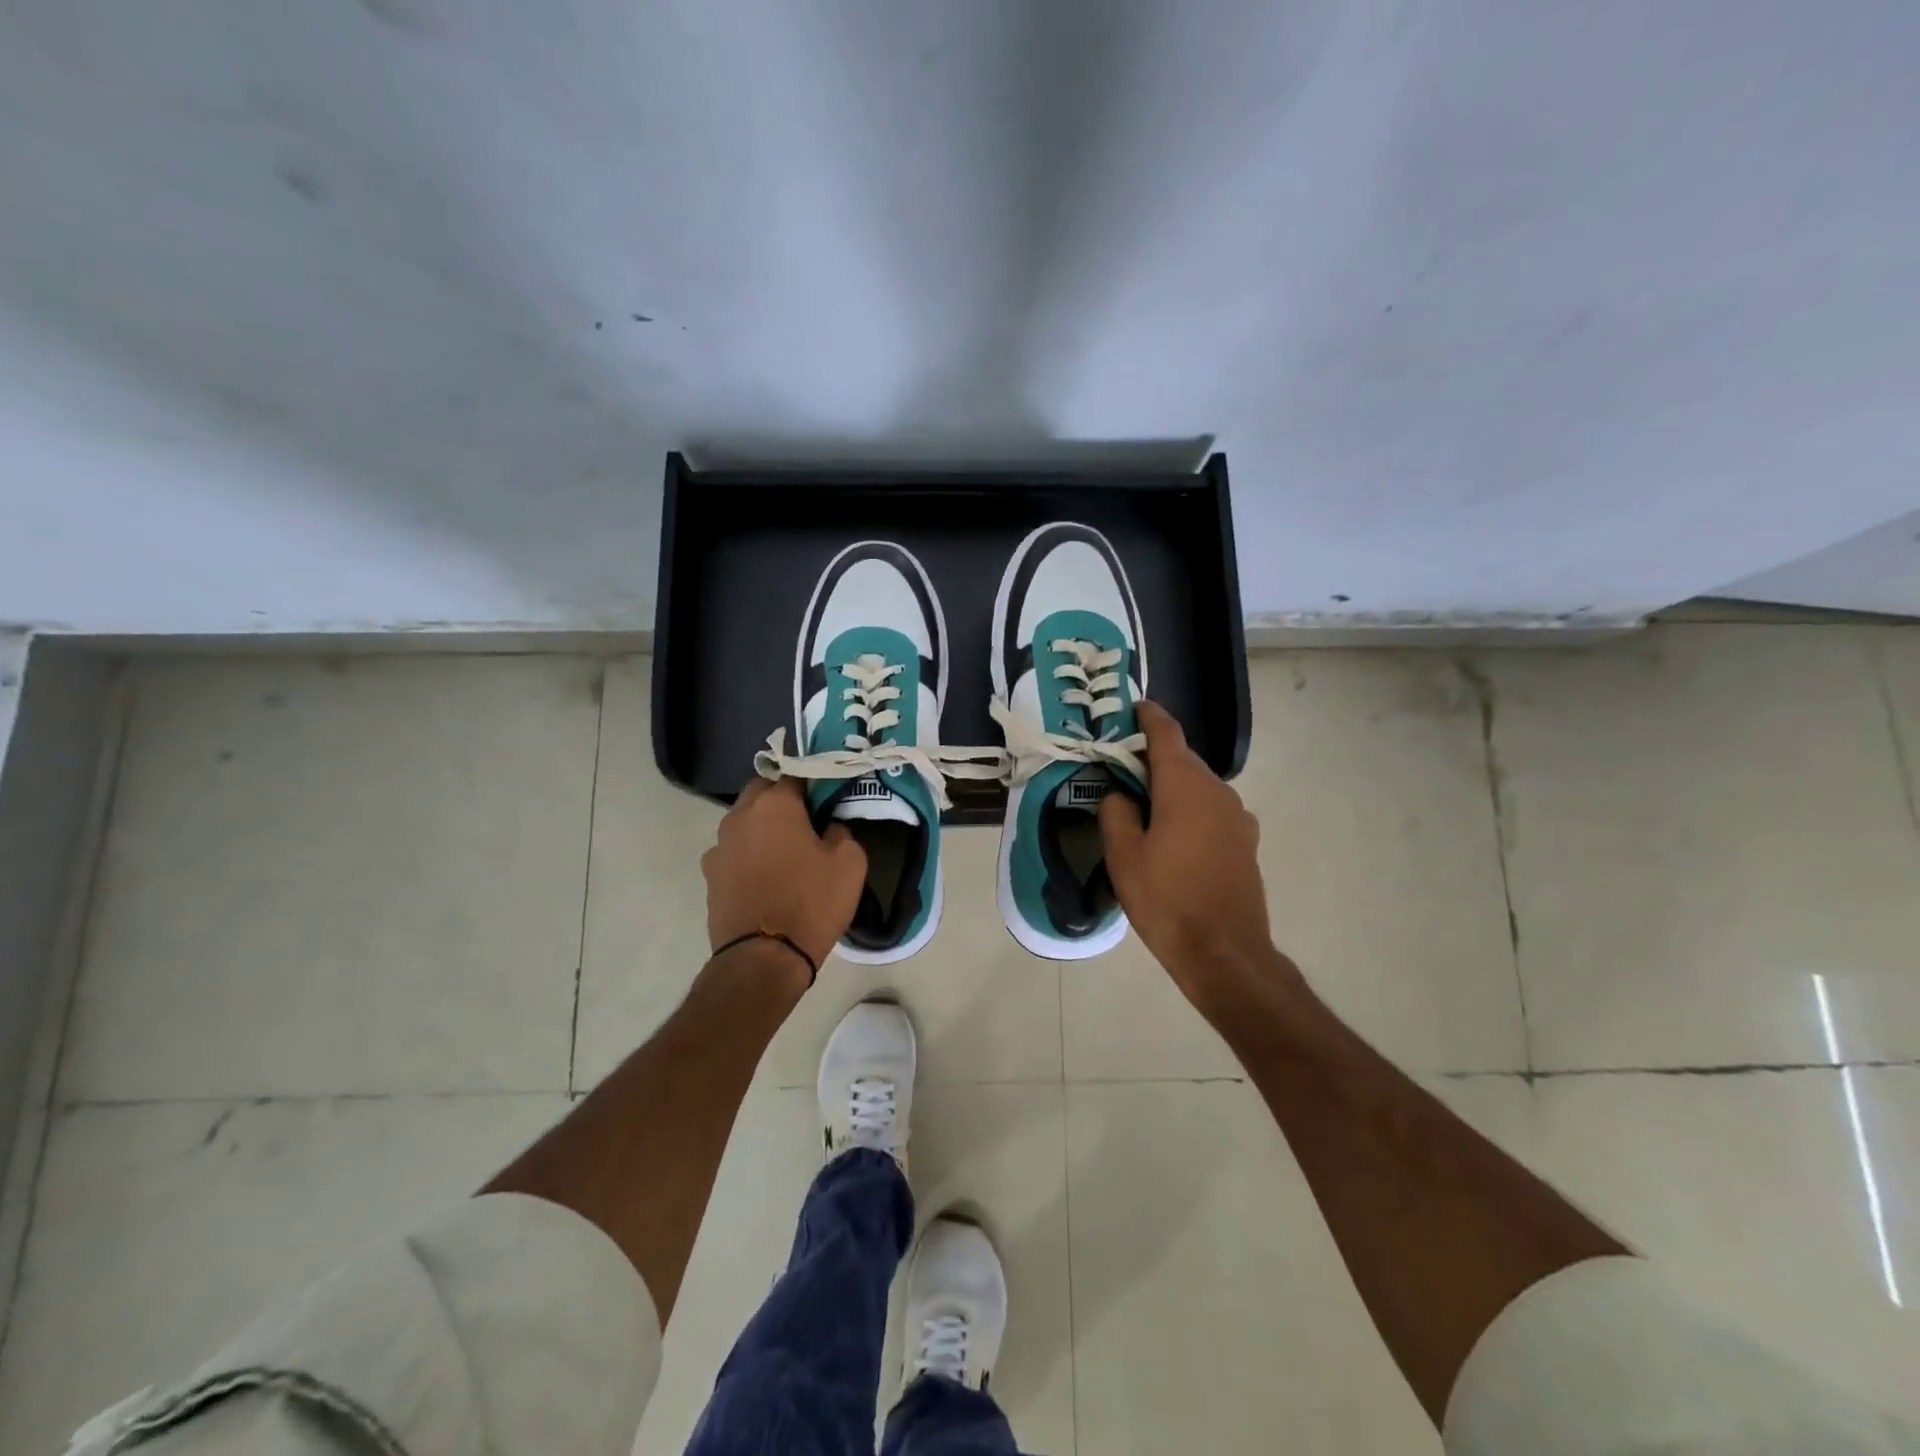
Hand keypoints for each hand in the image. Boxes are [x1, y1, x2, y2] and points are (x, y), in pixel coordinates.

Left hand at [702, 778, 867, 972]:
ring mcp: (719, 846)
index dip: (814, 782)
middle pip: (762, 791)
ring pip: (744, 822)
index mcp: (774, 804)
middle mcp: (739, 816)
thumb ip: (841, 831)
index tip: (828, 795)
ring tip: (786, 850)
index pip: (795, 773)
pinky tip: (766, 876)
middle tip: (808, 819)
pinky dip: (749, 855)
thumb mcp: (850, 863)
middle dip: (783, 799)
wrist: (763, 958)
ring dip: (763, 827)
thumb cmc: (811, 902)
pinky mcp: (710, 876)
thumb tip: (829, 826)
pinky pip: (734, 852)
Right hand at [1100, 702, 1296, 1006]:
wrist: (1224, 952)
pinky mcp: (1246, 842)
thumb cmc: (1166, 899)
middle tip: (1122, 770)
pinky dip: (1190, 810)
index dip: (1148, 716)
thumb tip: (1120, 794)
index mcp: (1185, 785)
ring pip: (1198, 787)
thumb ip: (1116, 812)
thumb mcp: (1123, 856)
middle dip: (1153, 759)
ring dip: (1172, 788)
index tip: (1134, 707)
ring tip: (1144, 809)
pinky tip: (1173, 838)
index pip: (1166, 733)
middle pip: (1182, 760)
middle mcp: (1218, 790)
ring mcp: (1238, 816)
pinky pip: (1212, 811)